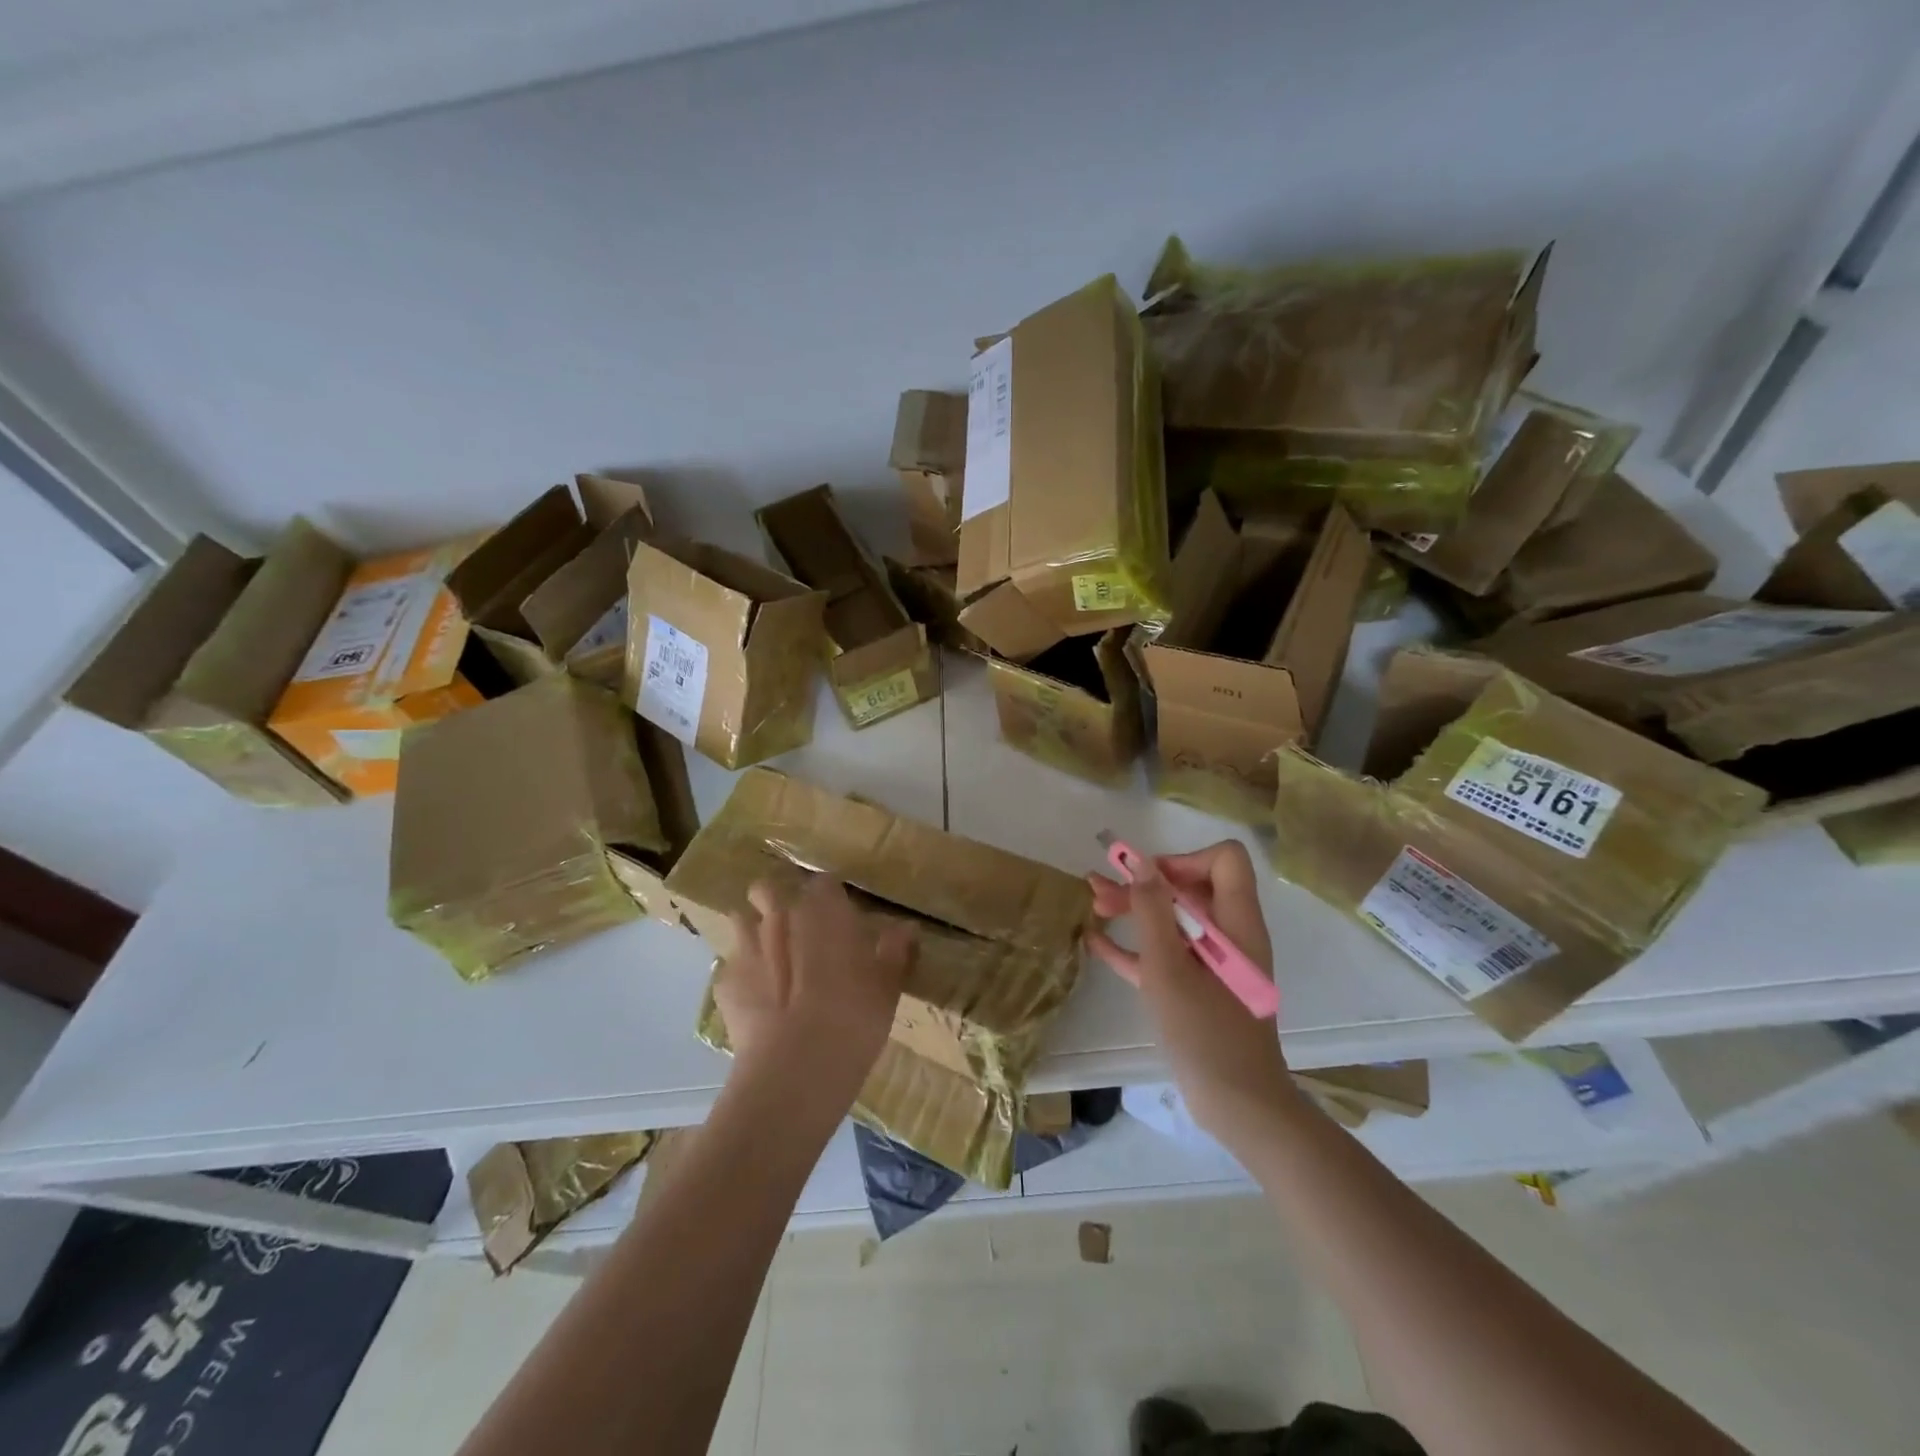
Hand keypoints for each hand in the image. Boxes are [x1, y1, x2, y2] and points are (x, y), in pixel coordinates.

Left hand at [716, 875, 913, 1110]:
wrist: (796, 1068)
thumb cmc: (853, 1018)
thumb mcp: (887, 986)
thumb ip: (895, 950)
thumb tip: (907, 928)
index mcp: (823, 910)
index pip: (823, 883)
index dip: (829, 897)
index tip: (838, 916)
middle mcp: (780, 917)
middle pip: (768, 890)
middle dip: (775, 901)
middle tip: (796, 931)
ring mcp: (746, 947)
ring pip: (740, 920)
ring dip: (752, 932)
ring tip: (769, 960)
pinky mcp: (725, 982)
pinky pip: (731, 965)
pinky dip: (742, 976)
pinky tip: (756, 1001)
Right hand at [1086, 841, 1295, 1142]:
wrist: (1238, 1107)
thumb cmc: (1205, 1032)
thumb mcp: (1169, 967)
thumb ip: (1153, 911)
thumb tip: (1141, 861)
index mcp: (1236, 922)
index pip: (1223, 861)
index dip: (1183, 860)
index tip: (1146, 880)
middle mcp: (1230, 935)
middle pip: (1189, 889)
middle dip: (1144, 885)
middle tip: (1100, 891)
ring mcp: (1215, 964)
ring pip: (1174, 922)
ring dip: (1135, 912)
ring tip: (1094, 907)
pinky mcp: (1200, 990)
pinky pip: (1168, 956)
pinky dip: (1137, 947)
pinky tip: (1096, 944)